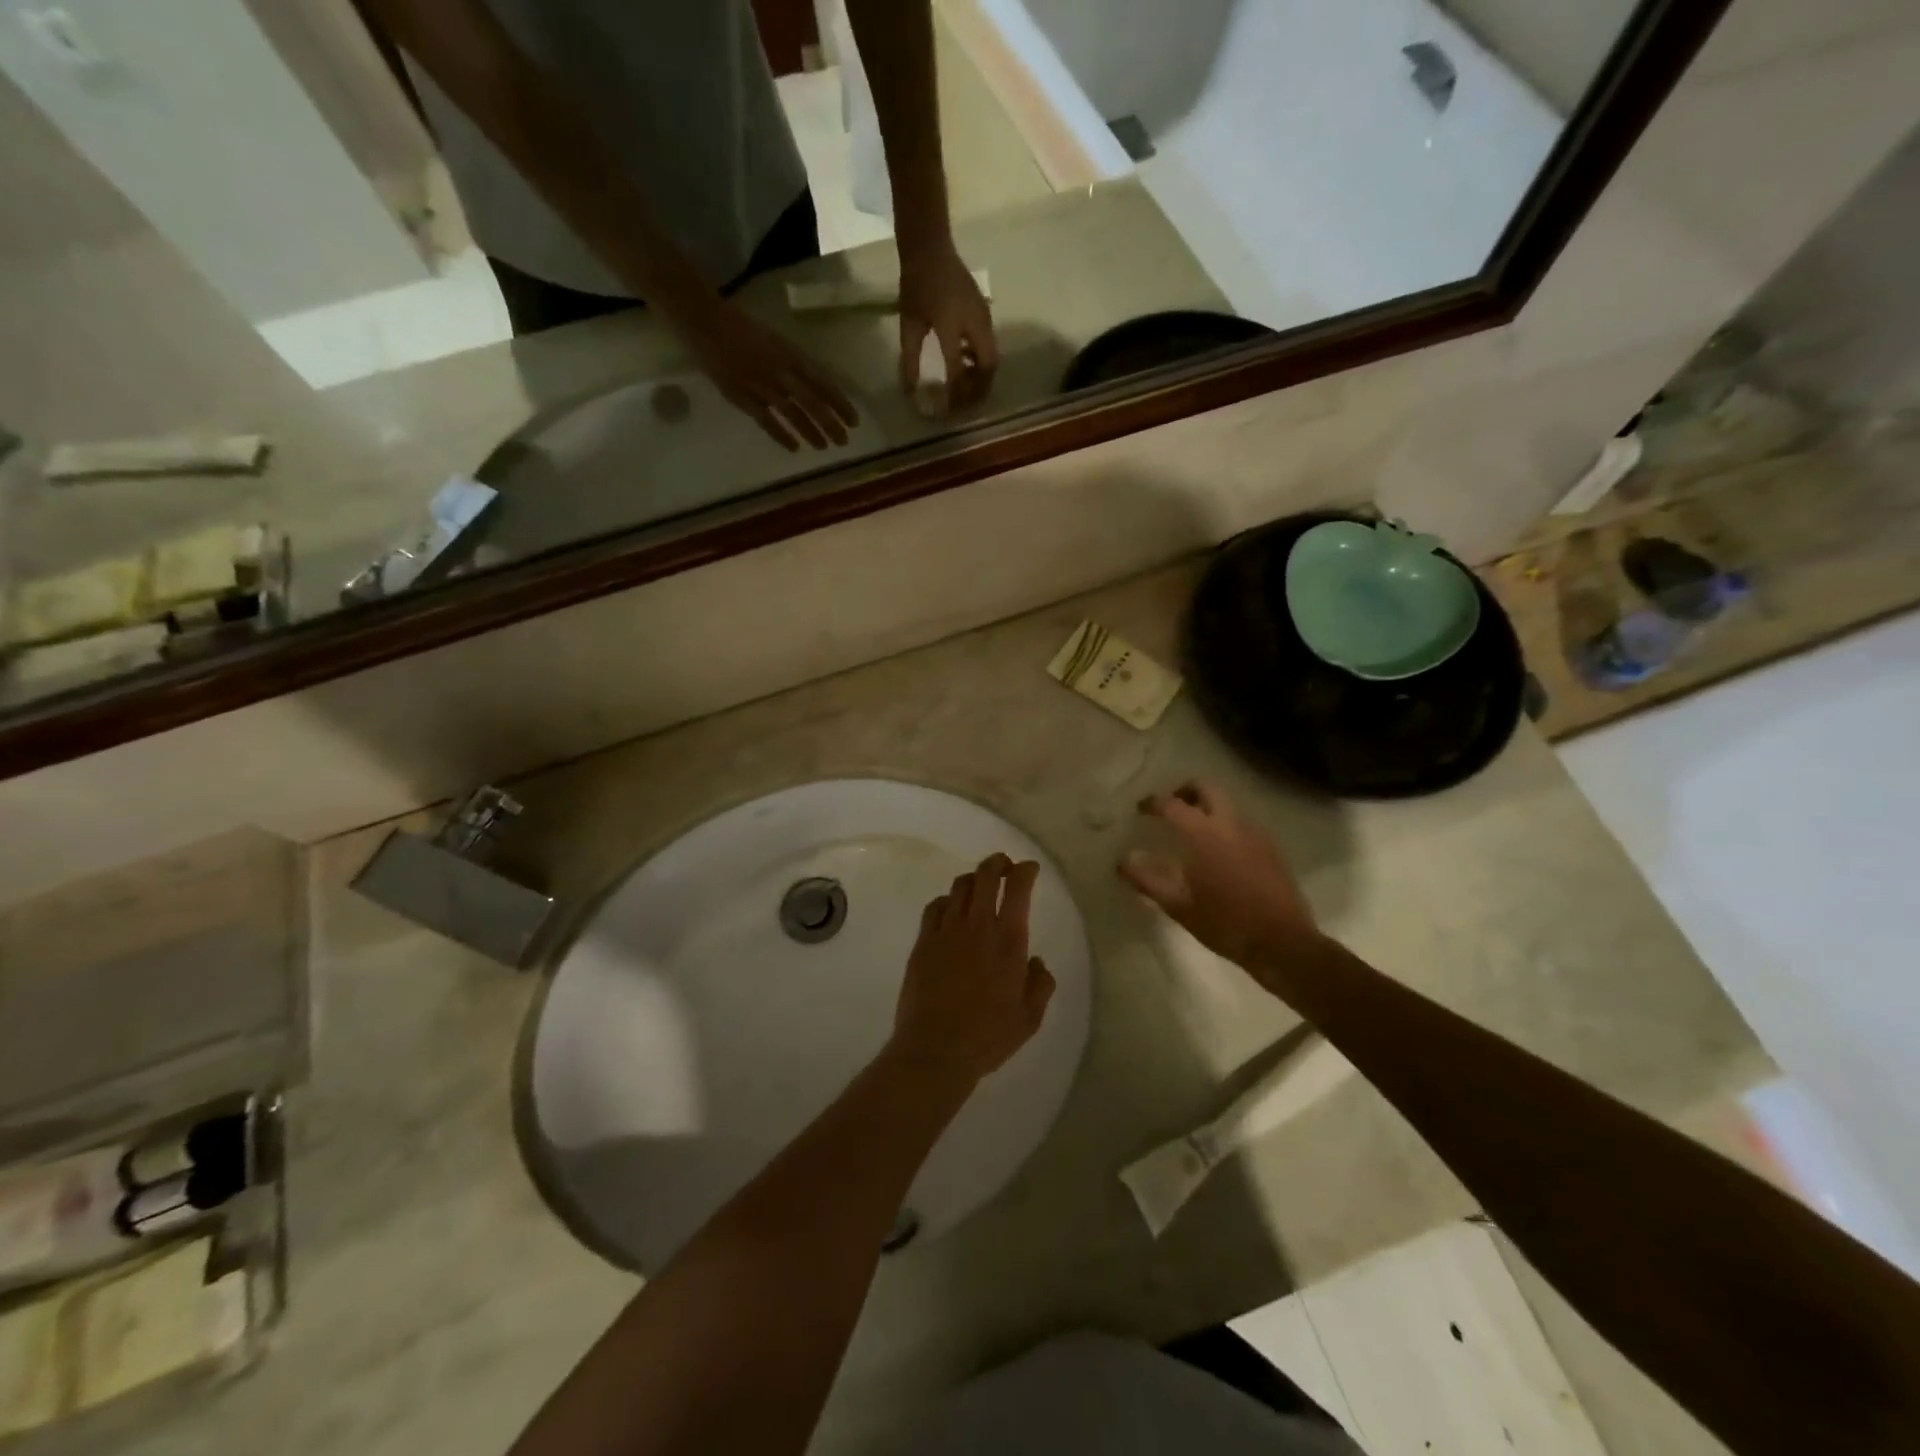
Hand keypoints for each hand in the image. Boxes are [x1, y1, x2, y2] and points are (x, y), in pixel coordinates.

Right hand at [662, 293, 858, 450]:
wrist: (704, 320)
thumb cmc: (740, 326)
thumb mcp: (775, 339)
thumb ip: (792, 363)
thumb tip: (812, 384)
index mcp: (790, 355)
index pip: (823, 384)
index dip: (840, 404)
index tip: (854, 421)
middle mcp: (780, 371)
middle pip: (812, 403)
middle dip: (830, 424)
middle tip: (843, 441)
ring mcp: (761, 386)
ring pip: (793, 415)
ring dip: (811, 432)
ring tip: (824, 447)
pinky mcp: (743, 397)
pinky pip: (767, 421)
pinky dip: (782, 435)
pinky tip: (794, 447)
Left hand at [892, 854, 1055, 1087]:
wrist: (935, 1049)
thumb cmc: (988, 1036)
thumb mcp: (1030, 1017)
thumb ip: (1040, 984)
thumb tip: (1036, 962)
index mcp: (1008, 940)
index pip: (1017, 888)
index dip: (1025, 871)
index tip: (1029, 870)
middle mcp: (977, 926)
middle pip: (985, 875)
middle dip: (997, 863)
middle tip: (1005, 866)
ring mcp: (946, 931)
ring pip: (959, 886)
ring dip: (973, 879)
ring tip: (979, 886)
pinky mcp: (923, 942)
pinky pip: (935, 907)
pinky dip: (947, 901)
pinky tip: (950, 910)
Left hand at [899, 239, 997, 411]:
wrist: (931, 247)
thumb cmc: (916, 284)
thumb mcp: (908, 324)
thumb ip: (910, 359)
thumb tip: (910, 391)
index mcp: (951, 325)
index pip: (958, 370)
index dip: (954, 394)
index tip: (947, 409)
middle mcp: (974, 322)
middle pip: (988, 366)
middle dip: (979, 389)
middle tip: (964, 404)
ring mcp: (984, 317)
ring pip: (992, 357)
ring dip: (982, 377)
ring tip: (965, 388)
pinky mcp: (985, 313)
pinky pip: (990, 345)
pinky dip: (981, 361)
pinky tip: (965, 364)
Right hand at [1119, 782, 1318, 967]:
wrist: (1282, 942)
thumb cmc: (1224, 923)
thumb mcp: (1177, 905)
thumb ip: (1146, 879)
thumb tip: (1123, 861)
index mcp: (1202, 833)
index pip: (1171, 804)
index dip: (1152, 803)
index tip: (1141, 809)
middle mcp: (1230, 822)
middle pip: (1205, 788)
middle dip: (1184, 791)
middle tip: (1170, 808)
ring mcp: (1255, 832)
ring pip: (1227, 803)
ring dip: (1207, 806)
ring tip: (1193, 830)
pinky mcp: (1271, 846)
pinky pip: (1243, 822)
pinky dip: (1225, 823)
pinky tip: (1220, 850)